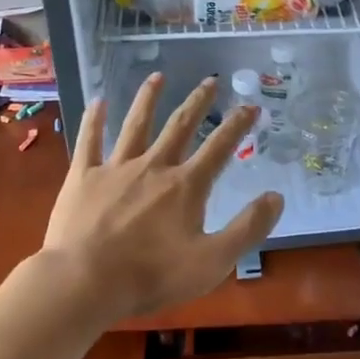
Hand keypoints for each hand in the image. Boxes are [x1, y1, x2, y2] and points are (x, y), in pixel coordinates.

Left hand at [38, 74, 284, 322]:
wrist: (84, 283)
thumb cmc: (151, 276)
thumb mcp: (212, 261)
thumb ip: (248, 228)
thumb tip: (276, 196)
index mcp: (186, 185)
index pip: (220, 147)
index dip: (238, 125)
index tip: (252, 105)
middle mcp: (154, 166)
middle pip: (180, 126)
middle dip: (198, 102)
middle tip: (210, 80)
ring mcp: (116, 168)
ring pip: (136, 125)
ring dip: (148, 99)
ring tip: (157, 76)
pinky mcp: (83, 177)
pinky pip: (90, 141)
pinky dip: (94, 120)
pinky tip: (97, 101)